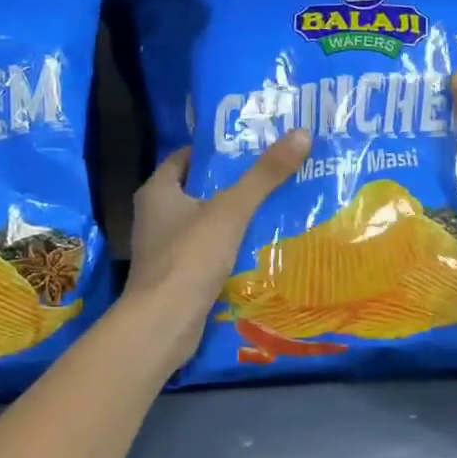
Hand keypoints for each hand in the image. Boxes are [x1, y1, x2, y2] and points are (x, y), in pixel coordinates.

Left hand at [124, 132, 312, 365]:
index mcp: (157, 191)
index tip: (250, 146)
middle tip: (273, 174)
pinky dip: (229, 249)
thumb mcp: (231, 210)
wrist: (163, 324)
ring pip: (205, 224)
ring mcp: (164, 250)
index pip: (185, 158)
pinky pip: (207, 253)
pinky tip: (260, 248)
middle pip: (198, 190)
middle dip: (232, 184)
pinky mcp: (176, 277)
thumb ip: (264, 175)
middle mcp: (155, 217)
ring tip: (276, 207)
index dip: (215, 151)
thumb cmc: (190, 257)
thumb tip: (302, 133)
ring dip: (234, 219)